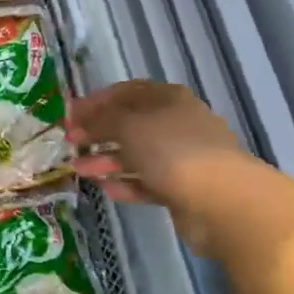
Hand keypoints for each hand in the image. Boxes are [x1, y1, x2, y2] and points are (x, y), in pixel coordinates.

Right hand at [66, 80, 293, 255]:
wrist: (223, 202)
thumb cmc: (172, 151)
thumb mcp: (129, 126)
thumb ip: (102, 120)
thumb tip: (83, 120)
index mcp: (168, 99)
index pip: (126, 92)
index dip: (96, 101)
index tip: (69, 115)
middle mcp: (176, 123)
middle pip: (131, 124)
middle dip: (98, 133)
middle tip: (70, 143)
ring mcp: (182, 157)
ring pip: (137, 154)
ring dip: (107, 160)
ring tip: (78, 170)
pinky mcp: (183, 189)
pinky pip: (148, 182)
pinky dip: (126, 183)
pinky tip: (105, 189)